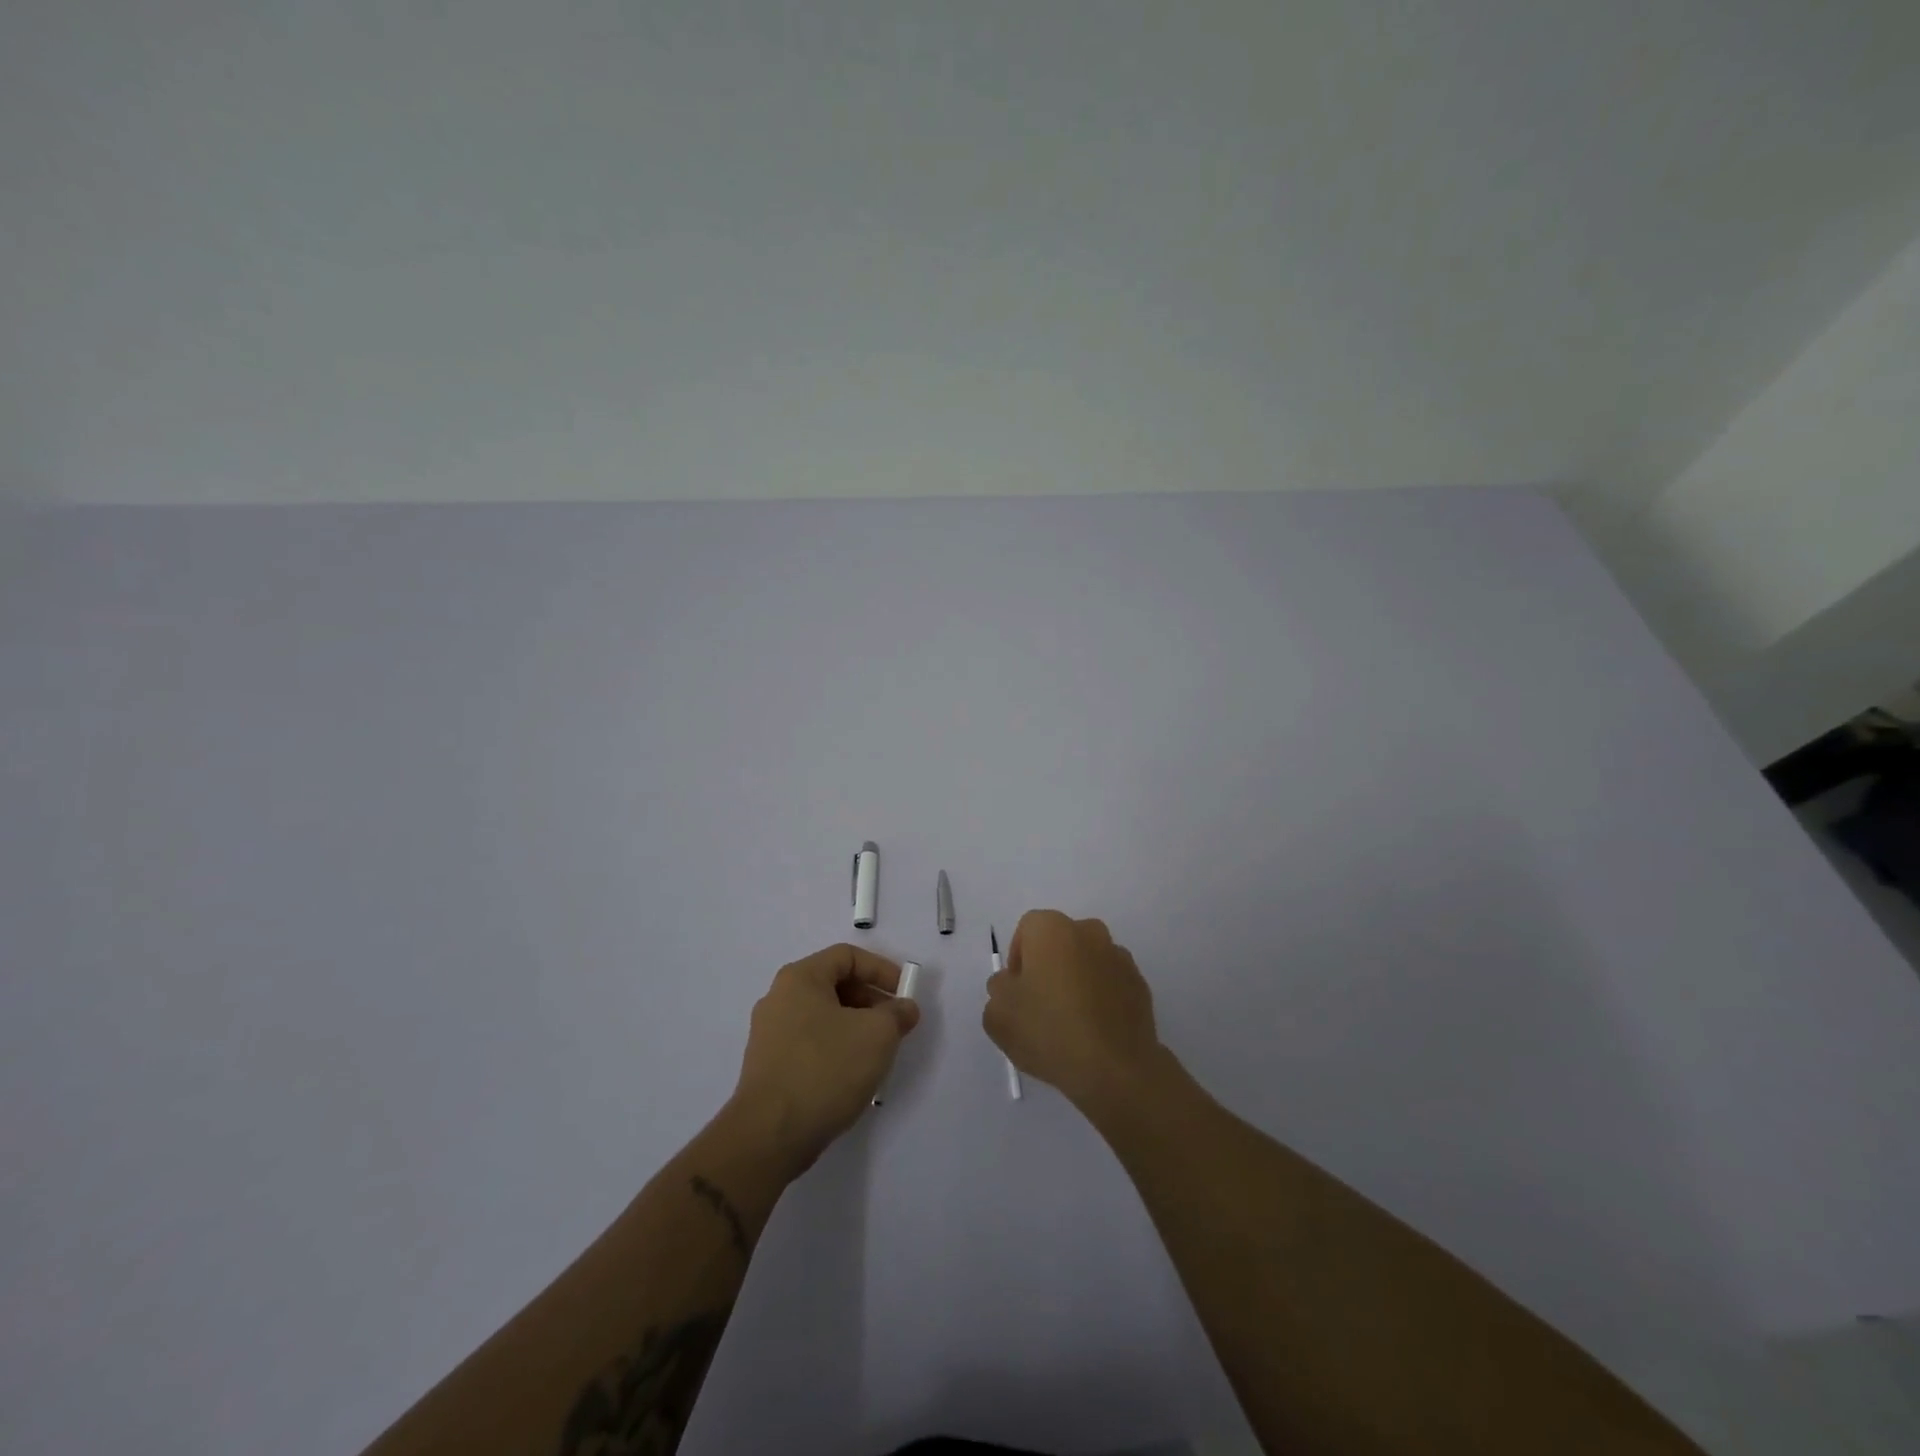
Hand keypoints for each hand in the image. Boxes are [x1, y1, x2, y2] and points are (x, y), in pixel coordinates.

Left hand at [731, 944, 920, 1174]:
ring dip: (856, 1027)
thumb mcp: (877, 1035)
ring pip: (823, 1017)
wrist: (769, 1135)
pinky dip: (836, 1049)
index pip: (847, 956)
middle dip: (871, 1001)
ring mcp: (769, 1034)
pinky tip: (852, 1075)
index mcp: (800, 978)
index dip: (881, 970)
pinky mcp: (768, 1066)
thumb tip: (905, 1008)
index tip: (904, 994)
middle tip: (895, 1025)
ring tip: (878, 1053)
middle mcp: (779, 998)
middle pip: (834, 985)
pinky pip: (810, 1043)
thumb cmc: (825, 1069)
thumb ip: (897, 1014)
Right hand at [983, 910, 1163, 1113]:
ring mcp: (1119, 957)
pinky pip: (1110, 983)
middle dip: (1048, 966)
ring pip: (1087, 961)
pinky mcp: (1140, 985)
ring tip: (1070, 1022)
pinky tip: (1094, 1031)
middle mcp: (1089, 932)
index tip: (1017, 992)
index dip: (1017, 959)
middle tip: (1040, 1005)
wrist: (1115, 1069)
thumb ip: (998, 989)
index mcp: (1052, 929)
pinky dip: (1101, 998)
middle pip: (1059, 942)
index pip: (1027, 930)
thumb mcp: (998, 1014)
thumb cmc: (1049, 1031)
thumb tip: (1011, 984)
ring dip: (1077, 980)